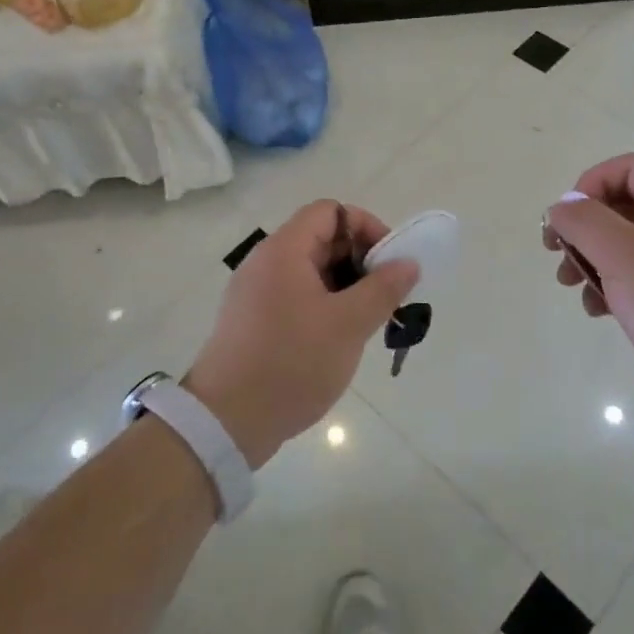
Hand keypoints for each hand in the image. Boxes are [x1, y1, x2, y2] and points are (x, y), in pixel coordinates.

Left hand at [186, 201, 418, 468]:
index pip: (330, 211)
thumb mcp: (348, 325)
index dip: (365, 227)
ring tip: (367, 321)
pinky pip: (296, 295)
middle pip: (321, 239)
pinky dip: (324, 305)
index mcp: (284, 250)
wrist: (225, 423)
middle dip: (359, 260)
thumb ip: (383, 288)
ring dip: (345, 286)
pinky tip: (339, 339)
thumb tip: (408, 262)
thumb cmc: (291, 363)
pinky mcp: (252, 320)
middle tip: (385, 296)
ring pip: (311, 271)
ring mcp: (256, 292)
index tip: (389, 262)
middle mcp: (266, 262)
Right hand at [544, 154, 633, 441]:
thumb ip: (584, 221)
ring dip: (588, 258)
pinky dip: (606, 287)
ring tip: (568, 283)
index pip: (629, 169)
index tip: (567, 217)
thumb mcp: (623, 254)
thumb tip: (561, 207)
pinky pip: (629, 280)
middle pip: (621, 206)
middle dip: (583, 225)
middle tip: (555, 251)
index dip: (592, 183)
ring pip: (620, 246)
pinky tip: (595, 310)